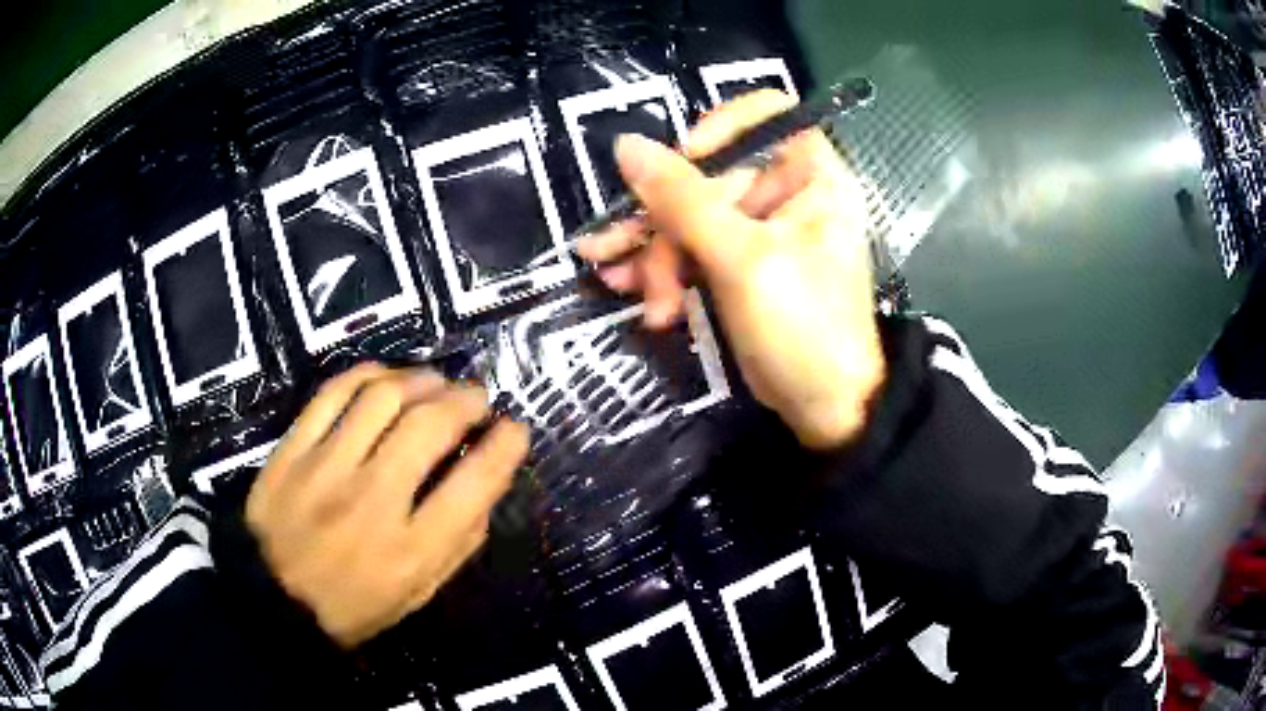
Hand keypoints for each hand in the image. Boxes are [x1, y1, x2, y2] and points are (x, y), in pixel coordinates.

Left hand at [245, 364, 528, 647]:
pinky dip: (369, 375)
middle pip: (429, 426)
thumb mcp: (417, 595)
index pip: (473, 485)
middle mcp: (372, 501)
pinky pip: (334, 393)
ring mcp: (326, 469)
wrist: (271, 599)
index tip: (514, 429)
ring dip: (421, 380)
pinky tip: (386, 378)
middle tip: (477, 398)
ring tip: (436, 381)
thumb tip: (484, 487)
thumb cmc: (353, 606)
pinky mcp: (292, 450)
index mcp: (411, 550)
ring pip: (382, 398)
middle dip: (466, 401)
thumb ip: (456, 545)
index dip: (504, 447)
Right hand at [578, 90, 885, 448]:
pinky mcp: (739, 265)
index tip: (685, 162)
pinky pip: (692, 249)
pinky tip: (637, 295)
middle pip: (710, 173)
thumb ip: (682, 200)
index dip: (720, 128)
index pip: (765, 114)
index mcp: (809, 175)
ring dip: (652, 250)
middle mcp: (786, 192)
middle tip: (617, 249)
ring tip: (620, 283)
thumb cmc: (803, 327)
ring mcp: (759, 230)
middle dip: (663, 216)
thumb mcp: (742, 259)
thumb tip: (626, 146)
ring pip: (692, 214)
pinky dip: (664, 270)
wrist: (826, 408)